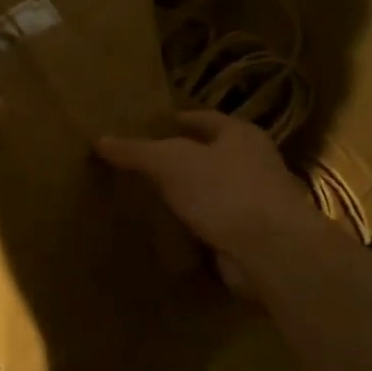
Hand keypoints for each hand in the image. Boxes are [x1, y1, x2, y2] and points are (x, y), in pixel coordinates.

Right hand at [95, 110, 326, 294]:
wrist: (271, 251)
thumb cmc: (223, 191)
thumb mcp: (169, 162)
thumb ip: (135, 151)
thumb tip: (100, 140)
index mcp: (239, 134)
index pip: (201, 118)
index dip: (173, 121)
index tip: (144, 128)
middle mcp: (253, 163)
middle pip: (208, 155)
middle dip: (178, 160)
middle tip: (139, 165)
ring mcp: (256, 202)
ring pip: (211, 192)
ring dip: (186, 196)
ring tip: (147, 199)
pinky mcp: (251, 237)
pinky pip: (214, 225)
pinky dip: (194, 227)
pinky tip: (167, 232)